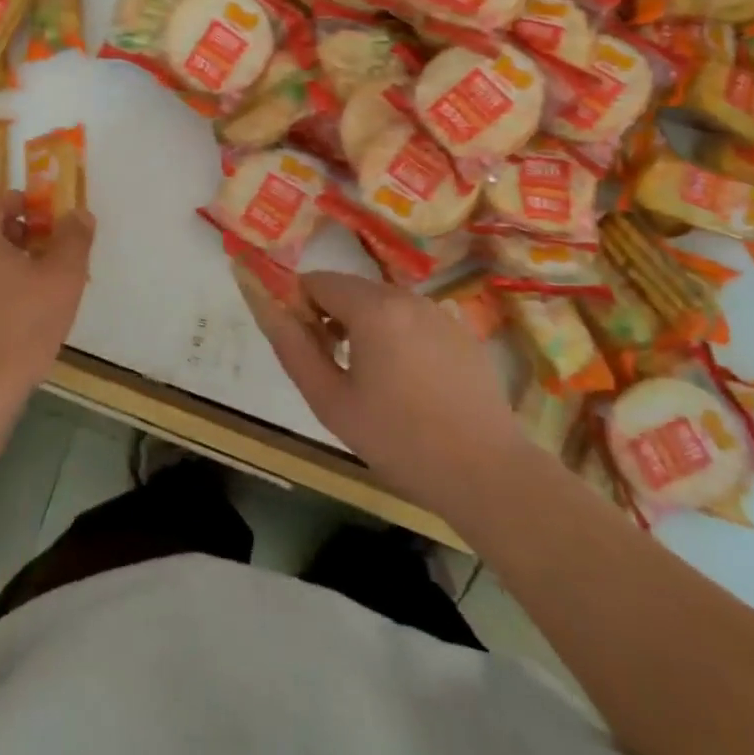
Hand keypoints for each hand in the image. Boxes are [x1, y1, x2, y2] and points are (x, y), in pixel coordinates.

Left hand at [0, 190, 94, 407]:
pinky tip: (13, 308)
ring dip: (4, 256)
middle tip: (46, 251)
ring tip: (35, 281)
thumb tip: (79, 214)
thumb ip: (74, 238)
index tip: (50, 224)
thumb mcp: (63, 277)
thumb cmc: (22, 323)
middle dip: (17, 230)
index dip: (26, 203)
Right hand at [235, 268, 524, 512]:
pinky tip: (409, 384)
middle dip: (332, 317)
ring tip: (371, 381)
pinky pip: (413, 320)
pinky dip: (397, 337)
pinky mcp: (462, 333)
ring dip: (364, 327)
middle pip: (350, 289)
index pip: (317, 281)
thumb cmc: (398, 439)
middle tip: (335, 369)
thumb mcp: (329, 400)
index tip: (305, 347)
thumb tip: (267, 308)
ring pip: (383, 304)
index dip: (300, 307)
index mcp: (373, 308)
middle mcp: (407, 297)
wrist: (487, 473)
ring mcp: (440, 313)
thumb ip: (292, 347)